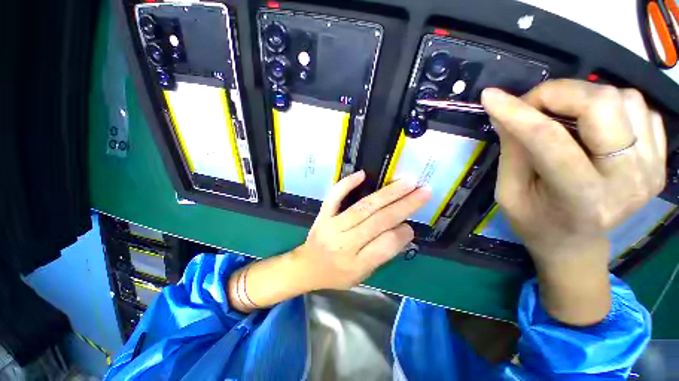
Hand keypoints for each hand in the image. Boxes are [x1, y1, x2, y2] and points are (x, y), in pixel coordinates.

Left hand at [228, 171, 429, 312]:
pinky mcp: (323, 215)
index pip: (387, 245)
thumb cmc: (337, 275)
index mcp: (357, 264)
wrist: (307, 267)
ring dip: (387, 193)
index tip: (412, 225)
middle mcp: (345, 243)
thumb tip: (402, 229)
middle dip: (404, 205)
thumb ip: (382, 253)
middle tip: (423, 191)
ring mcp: (332, 226)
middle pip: (379, 221)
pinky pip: (334, 197)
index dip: (403, 232)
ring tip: (406, 183)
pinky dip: (347, 184)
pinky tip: (362, 174)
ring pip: (363, 207)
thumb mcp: (363, 274)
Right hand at [482, 79, 666, 324]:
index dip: (517, 112)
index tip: (490, 96)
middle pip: (602, 105)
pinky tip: (590, 124)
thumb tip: (505, 112)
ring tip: (560, 114)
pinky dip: (609, 104)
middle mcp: (627, 181)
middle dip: (558, 93)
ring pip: (624, 98)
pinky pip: (639, 108)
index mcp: (581, 199)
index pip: (550, 140)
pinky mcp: (660, 160)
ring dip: (583, 96)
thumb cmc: (535, 222)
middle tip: (531, 104)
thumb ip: (513, 151)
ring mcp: (651, 169)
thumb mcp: (509, 192)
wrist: (576, 244)